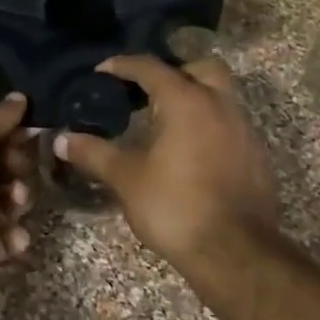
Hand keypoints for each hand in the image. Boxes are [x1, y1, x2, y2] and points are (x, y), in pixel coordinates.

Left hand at [0, 94, 36, 287]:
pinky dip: (16, 236)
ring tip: (14, 200)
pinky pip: (11, 239)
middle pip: (7, 168)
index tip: (33, 131)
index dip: (14, 134)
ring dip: (21, 198)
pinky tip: (12, 234)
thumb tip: (20, 96)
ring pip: (14, 202)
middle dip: (20, 166)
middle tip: (17, 168)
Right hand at [55, 56, 277, 270]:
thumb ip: (94, 153)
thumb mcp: (126, 179)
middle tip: (148, 92)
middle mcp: (221, 106)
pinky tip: (190, 153)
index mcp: (187, 102)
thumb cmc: (175, 206)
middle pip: (201, 69)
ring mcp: (244, 131)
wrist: (235, 253)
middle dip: (174, 72)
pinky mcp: (257, 157)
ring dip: (194, 100)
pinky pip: (231, 126)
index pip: (152, 68)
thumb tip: (62, 139)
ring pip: (220, 97)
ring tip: (165, 123)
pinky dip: (210, 127)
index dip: (124, 65)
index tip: (103, 71)